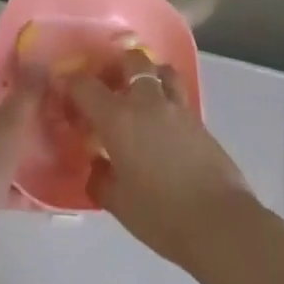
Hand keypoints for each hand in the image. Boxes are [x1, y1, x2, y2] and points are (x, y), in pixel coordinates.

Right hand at [67, 48, 259, 271]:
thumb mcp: (117, 201)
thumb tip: (97, 164)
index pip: (85, 86)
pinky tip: (162, 122)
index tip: (64, 93)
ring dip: (149, 74)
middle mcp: (147, 103)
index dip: (70, 84)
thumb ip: (100, 178)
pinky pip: (178, 95)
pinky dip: (166, 97)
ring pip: (162, 70)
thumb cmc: (159, 214)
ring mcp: (178, 109)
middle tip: (107, 85)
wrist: (219, 223)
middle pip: (132, 61)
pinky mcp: (200, 122)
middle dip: (116, 66)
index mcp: (118, 118)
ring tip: (140, 94)